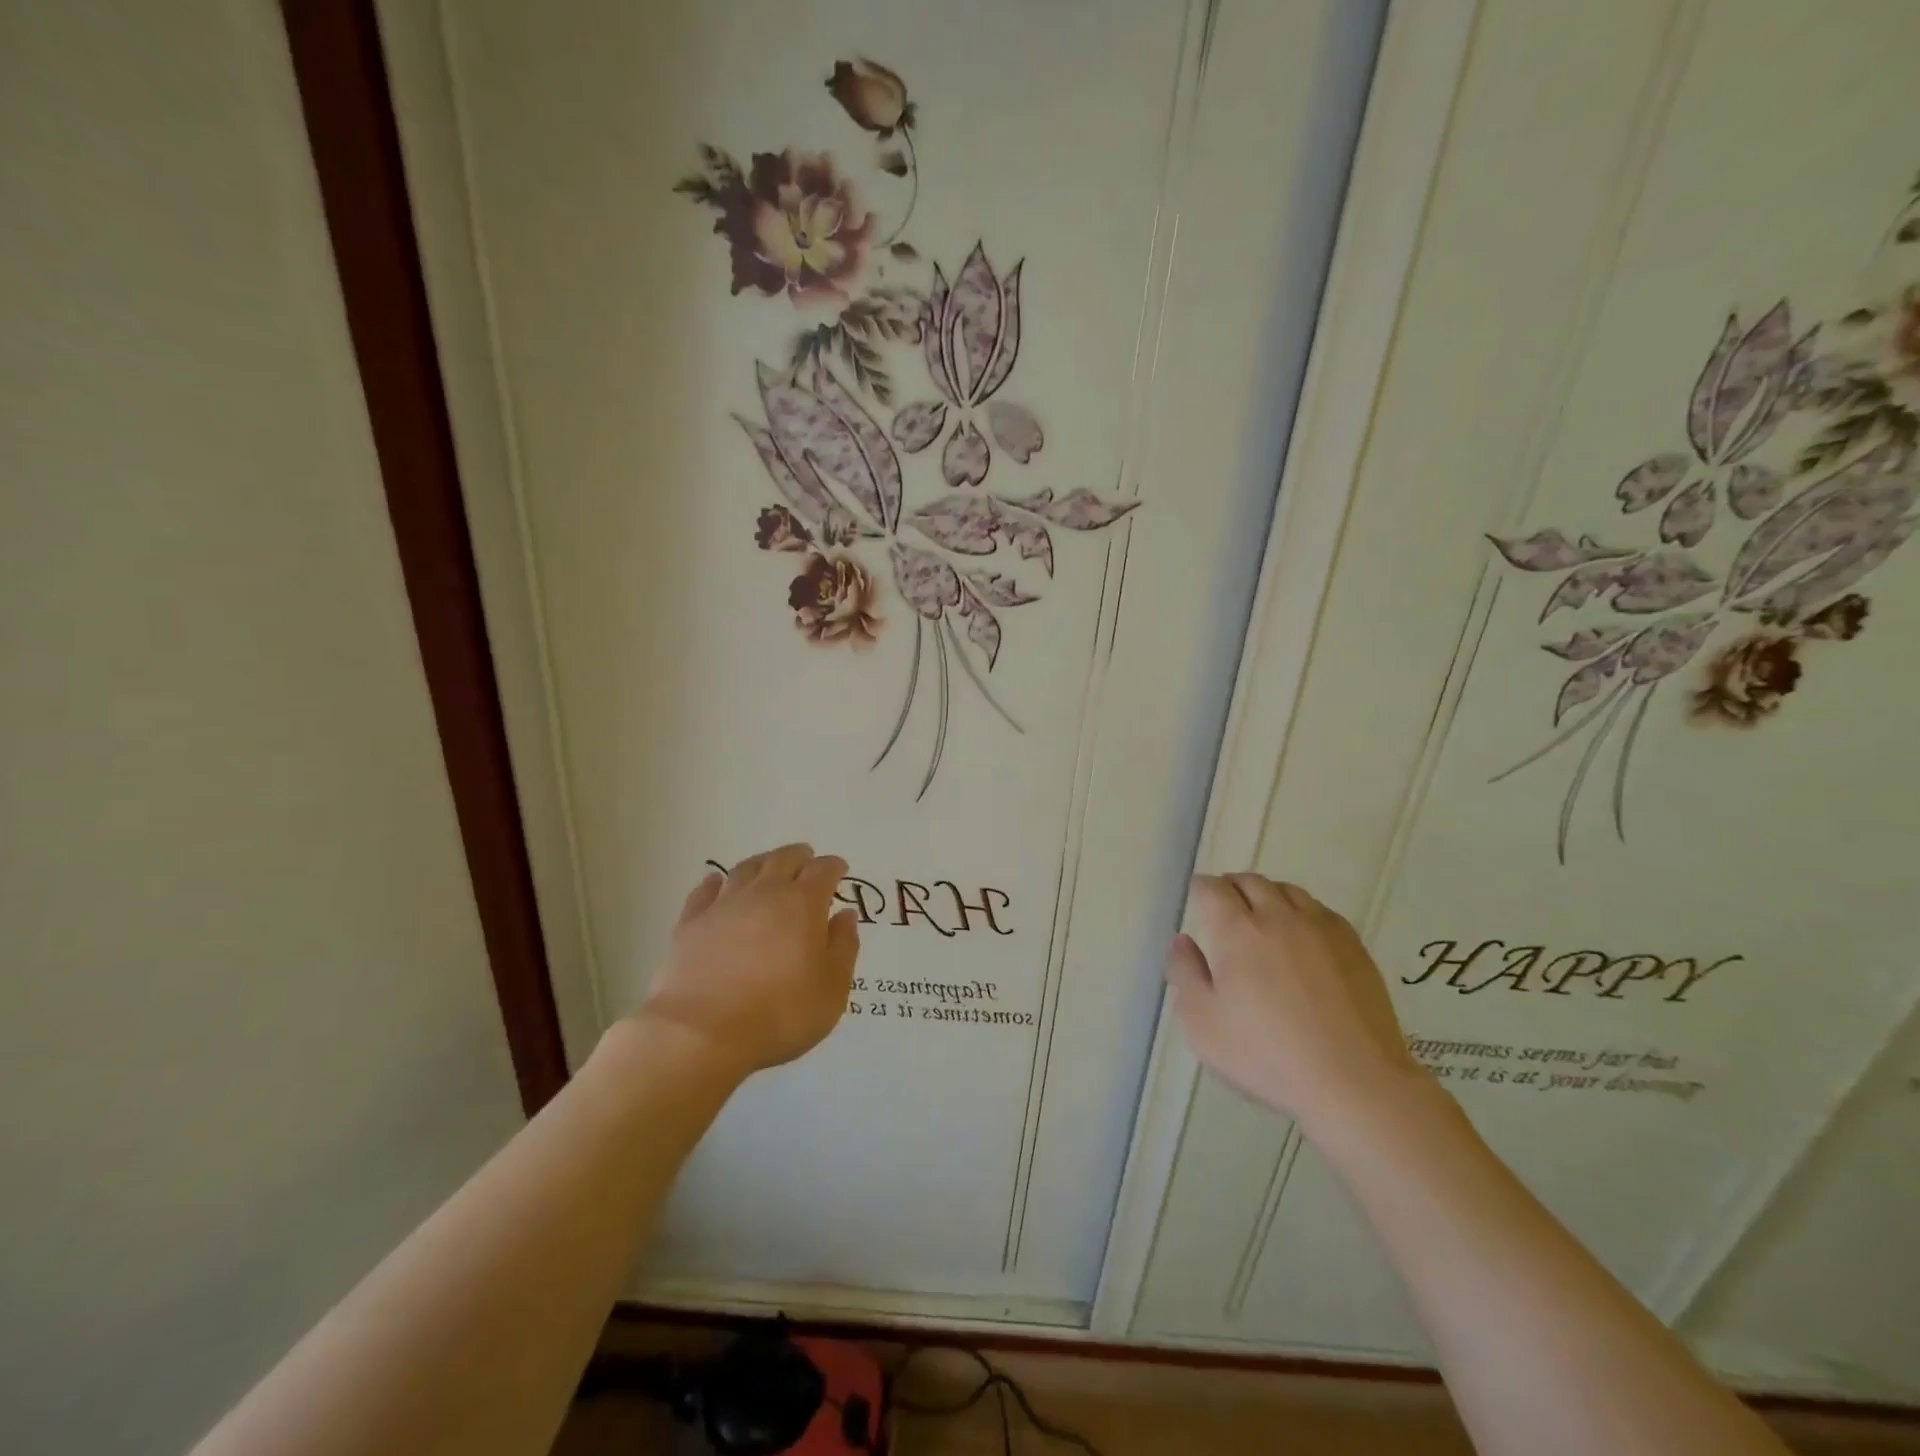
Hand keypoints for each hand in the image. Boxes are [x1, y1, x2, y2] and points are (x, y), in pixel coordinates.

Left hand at [639, 843, 859, 1074]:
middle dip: (799, 856)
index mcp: (803, 904)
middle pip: (783, 859)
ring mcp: (723, 905)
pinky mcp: (690, 924)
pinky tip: (716, 884)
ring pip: (745, 869)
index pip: (823, 870)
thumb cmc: (780, 1014)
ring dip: (762, 863)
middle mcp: (764, 893)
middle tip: (806, 860)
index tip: (839, 870)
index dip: (834, 867)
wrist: (700, 1034)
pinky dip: (715, 883)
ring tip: (768, 867)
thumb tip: (845, 915)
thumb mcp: (831, 989)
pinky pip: (704, 892)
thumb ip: (843, 947)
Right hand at [1166, 874, 1430, 1135]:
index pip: (1213, 889)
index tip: (1196, 897)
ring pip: (1288, 891)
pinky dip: (1302, 911)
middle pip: (1251, 882)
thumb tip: (1182, 940)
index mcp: (1237, 930)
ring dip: (1268, 895)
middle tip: (1225, 906)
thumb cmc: (1266, 1055)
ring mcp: (1320, 928)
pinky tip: (1302, 936)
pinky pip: (1321, 910)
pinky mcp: (1354, 946)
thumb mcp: (1202, 1023)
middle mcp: (1278, 917)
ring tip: (1263, 916)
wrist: (1354, 1081)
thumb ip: (1185, 974)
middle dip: (1232, 887)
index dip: (1200, 888)